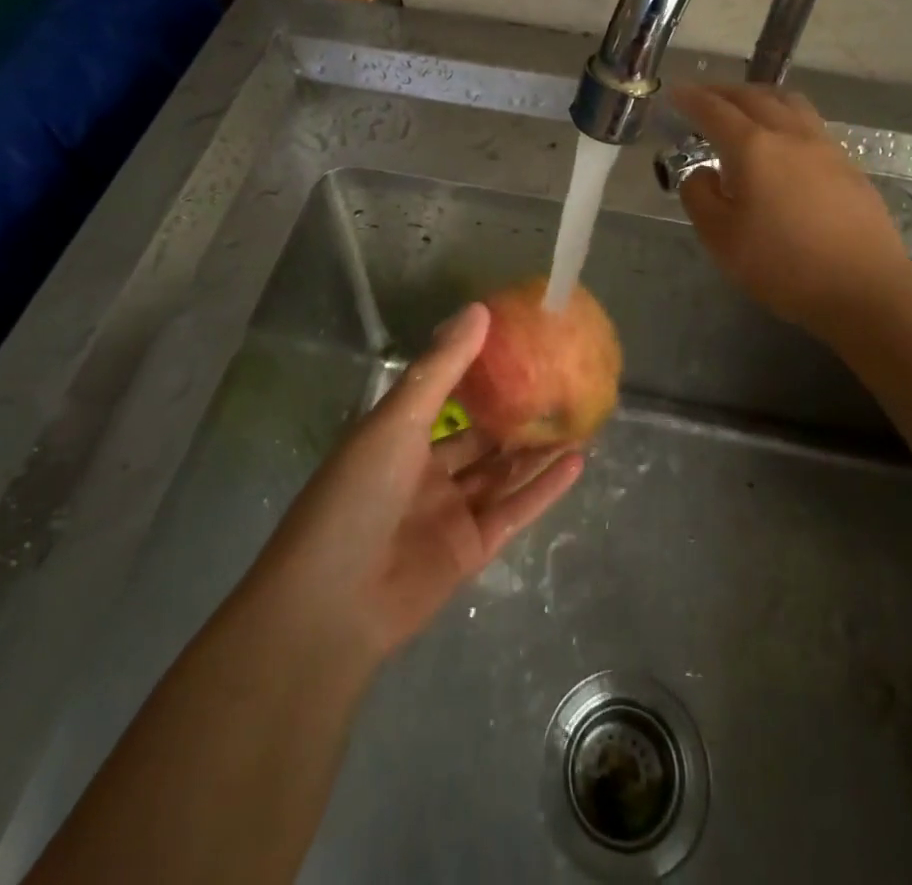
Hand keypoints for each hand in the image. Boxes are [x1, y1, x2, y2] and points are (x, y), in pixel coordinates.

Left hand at [241, 303, 584, 668]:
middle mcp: (426, 470)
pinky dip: (544, 488)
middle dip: (516, 411)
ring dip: (537, 448)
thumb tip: (479, 309)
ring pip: (502, 472)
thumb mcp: (398, 419)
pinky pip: (514, 510)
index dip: (480, 369)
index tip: (520, 342)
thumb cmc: (357, 494)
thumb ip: (441, 368)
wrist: (332, 603)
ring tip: (579, 417)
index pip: (447, 394)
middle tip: (560, 381)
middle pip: (481, 435)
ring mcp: (450, 511)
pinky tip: (576, 462)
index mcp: (399, 436)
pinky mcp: (471, 549)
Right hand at [670, 84, 911, 343]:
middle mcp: (790, 135)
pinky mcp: (848, 165)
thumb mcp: (720, 238)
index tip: (675, 92)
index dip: (691, 99)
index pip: (714, 111)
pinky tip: (782, 139)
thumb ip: (699, 196)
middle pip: (753, 97)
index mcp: (753, 148)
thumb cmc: (782, 266)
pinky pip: (809, 122)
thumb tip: (703, 172)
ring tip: (744, 107)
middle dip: (723, 92)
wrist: (863, 289)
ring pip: (788, 102)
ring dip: (758, 96)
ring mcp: (825, 147)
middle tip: (702, 95)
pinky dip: (784, 115)